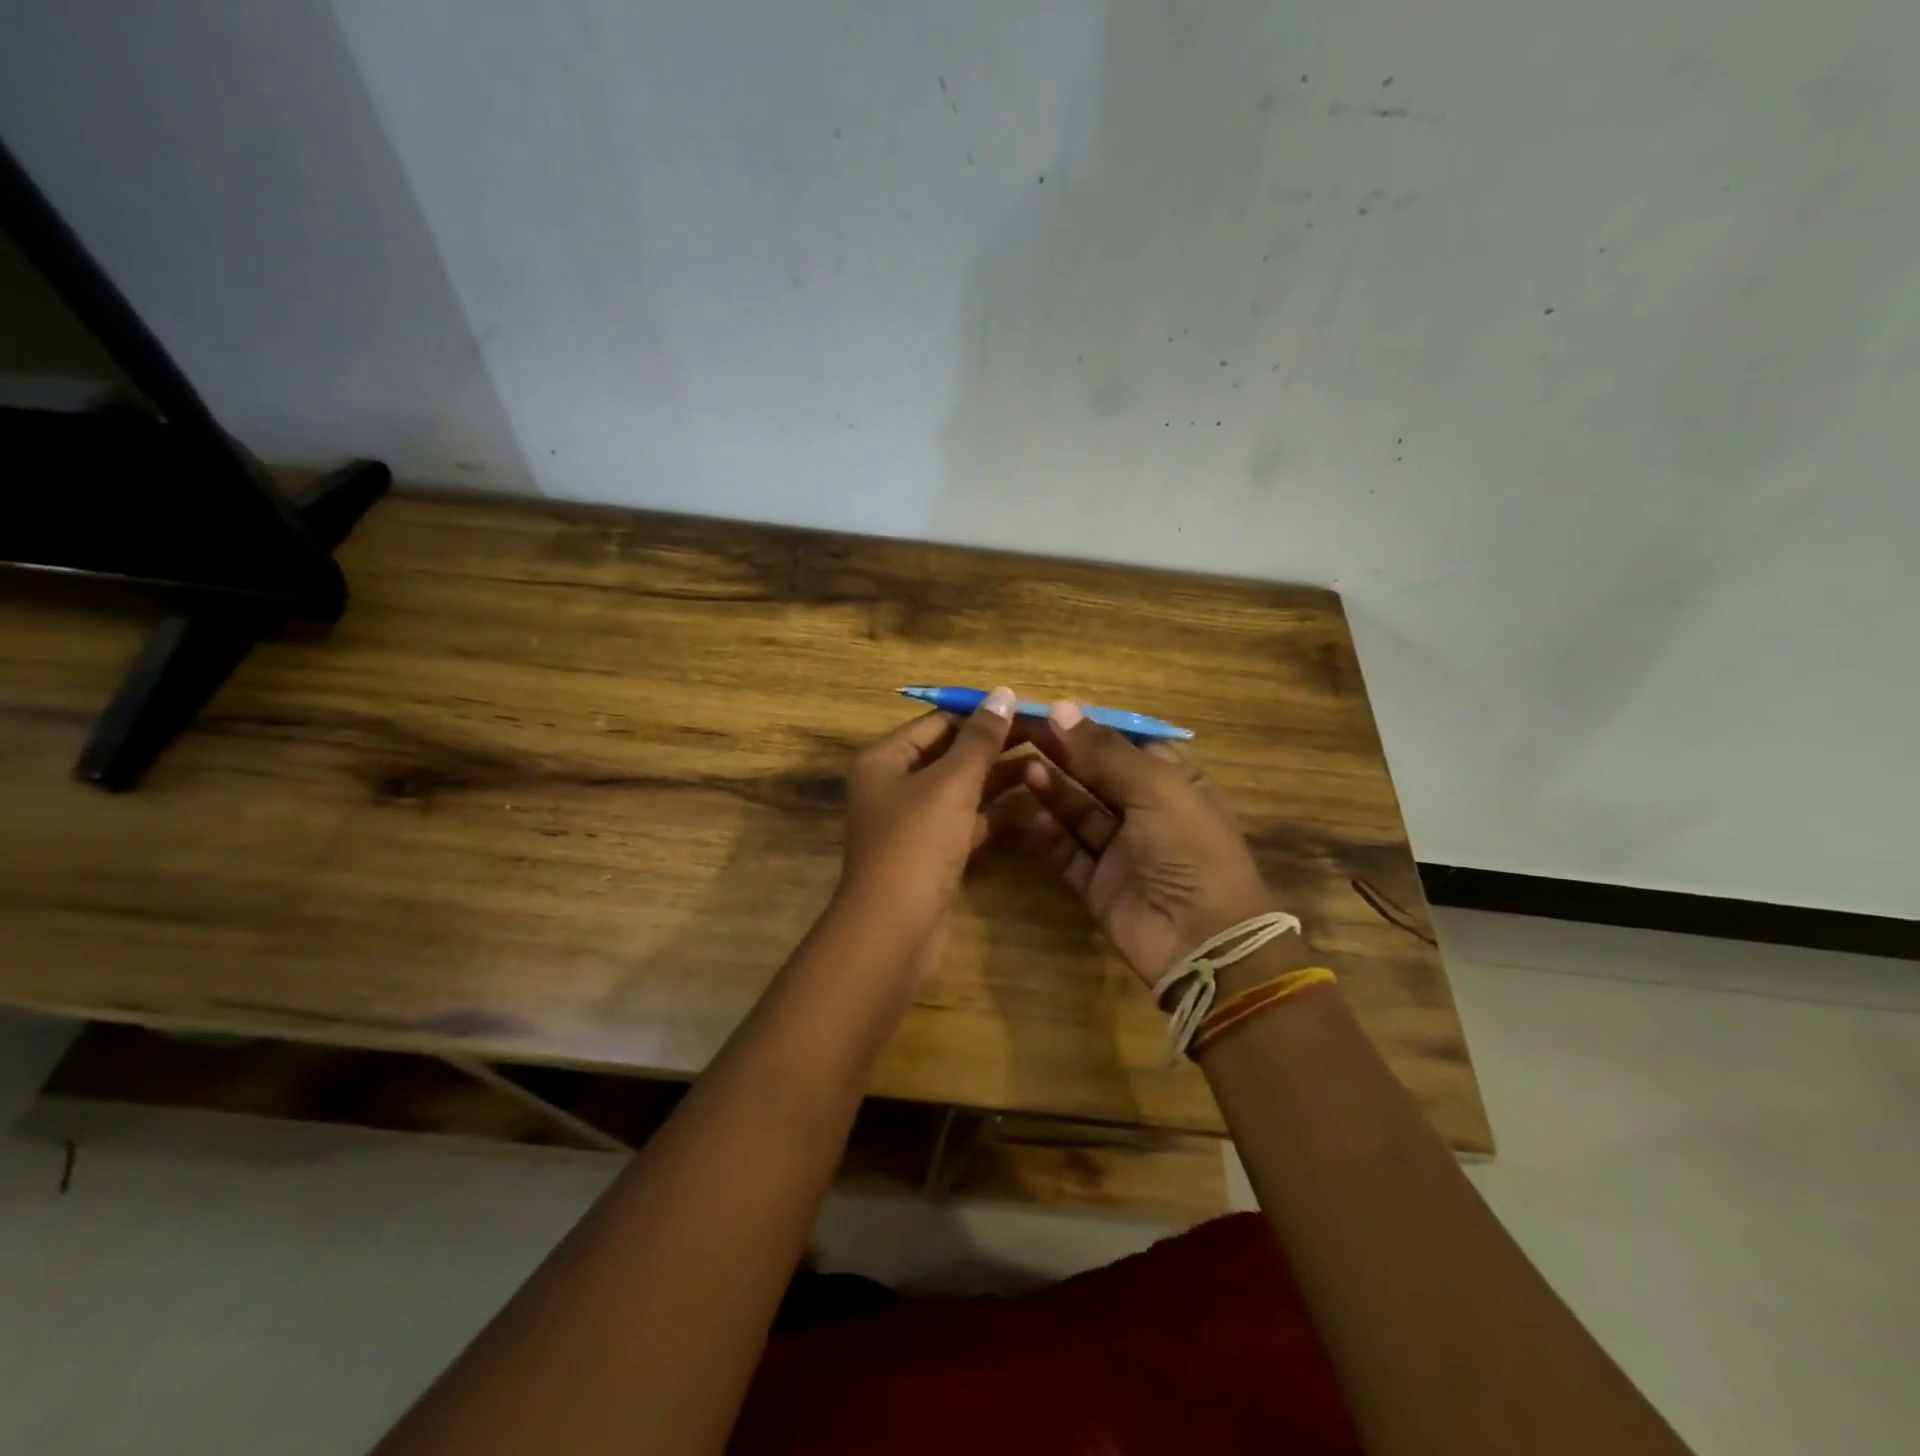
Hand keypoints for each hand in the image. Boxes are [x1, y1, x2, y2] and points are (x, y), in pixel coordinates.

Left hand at [836, 686, 1023, 966]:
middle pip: (951, 755)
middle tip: (1048, 739)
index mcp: (885, 760)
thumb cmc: (916, 845)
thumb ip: (980, 739)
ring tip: (1050, 767)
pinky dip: (996, 813)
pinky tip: (1035, 804)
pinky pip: (968, 822)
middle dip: (996, 747)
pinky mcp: (933, 854)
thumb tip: (1003, 693)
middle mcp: (895, 786)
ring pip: (963, 790)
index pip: (938, 723)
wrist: (893, 931)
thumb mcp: (950, 784)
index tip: (1028, 712)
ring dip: (1001, 779)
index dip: (981, 715)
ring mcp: (914, 823)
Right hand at [999, 701, 1274, 990]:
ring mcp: (1121, 850)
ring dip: (1055, 790)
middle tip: (1022, 733)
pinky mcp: (1099, 883)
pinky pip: (1069, 852)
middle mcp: (1146, 812)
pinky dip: (1052, 835)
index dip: (1089, 727)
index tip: (1049, 710)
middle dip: (1064, 754)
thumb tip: (1061, 707)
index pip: (1125, 744)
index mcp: (1173, 783)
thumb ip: (1105, 750)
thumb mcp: (1155, 788)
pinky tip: (1036, 818)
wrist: (1202, 942)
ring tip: (1026, 770)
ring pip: (1079, 811)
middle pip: (1097, 775)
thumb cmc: (1190, 850)